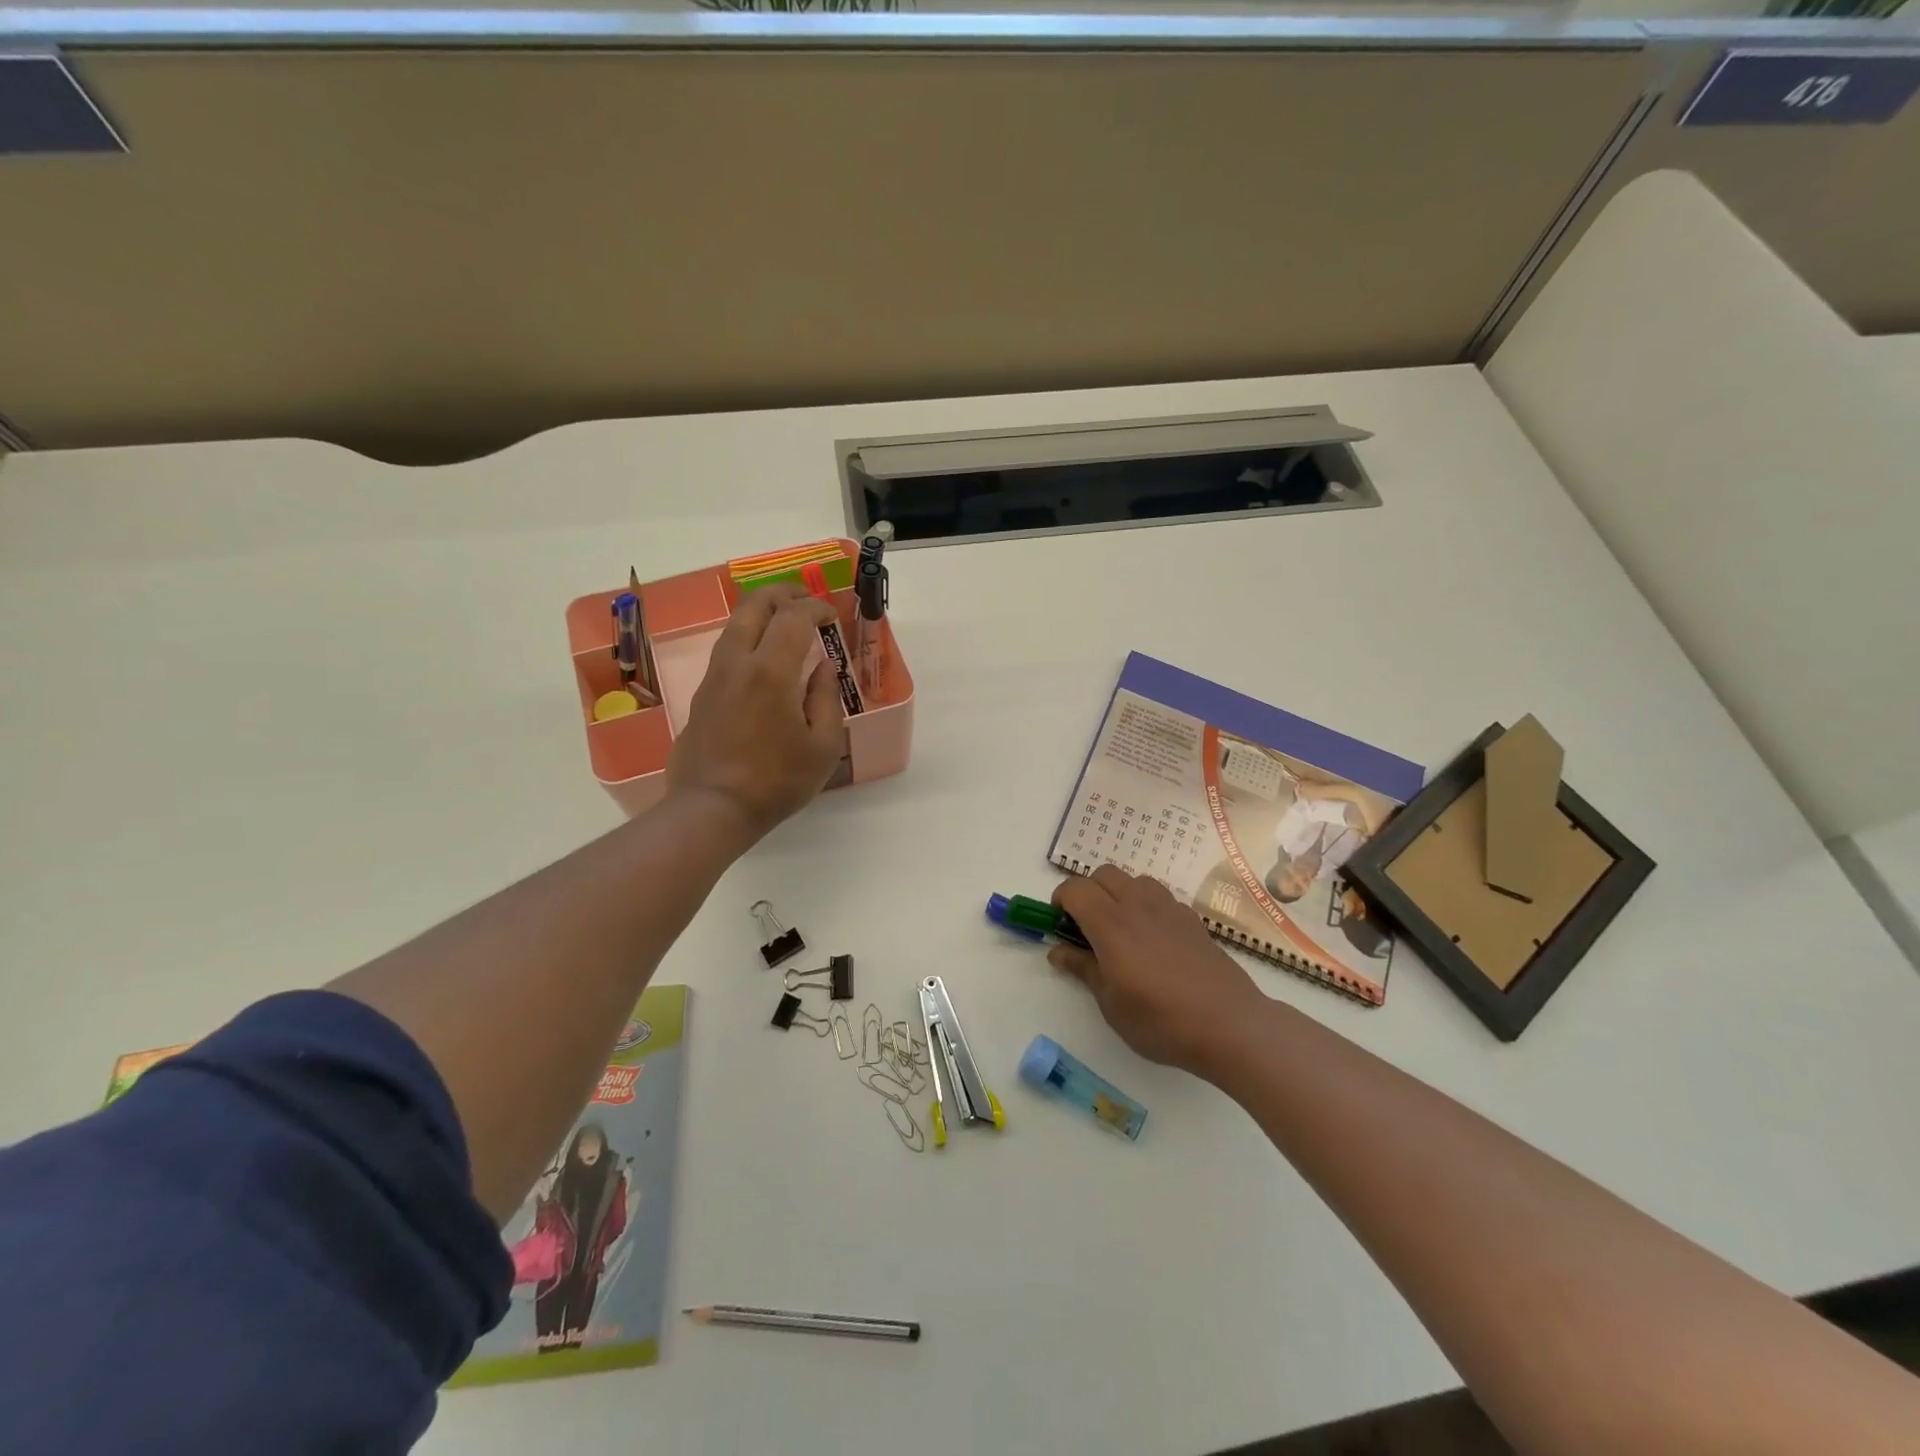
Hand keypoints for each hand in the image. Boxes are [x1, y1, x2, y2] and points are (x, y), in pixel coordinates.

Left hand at [665, 583, 844, 839]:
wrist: (712, 808)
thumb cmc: (777, 781)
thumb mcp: (823, 746)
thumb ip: (827, 698)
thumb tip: (824, 667)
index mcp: (770, 671)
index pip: (793, 617)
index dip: (815, 608)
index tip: (831, 615)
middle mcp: (737, 663)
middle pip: (753, 606)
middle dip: (782, 594)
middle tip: (805, 600)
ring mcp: (714, 677)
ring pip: (734, 625)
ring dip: (761, 614)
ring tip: (785, 622)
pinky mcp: (702, 694)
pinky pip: (727, 650)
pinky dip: (748, 638)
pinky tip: (763, 657)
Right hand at [1051, 865, 1269, 1077]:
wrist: (1229, 1024)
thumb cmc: (1160, 1019)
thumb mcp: (1110, 1003)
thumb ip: (1083, 969)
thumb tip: (1058, 951)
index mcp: (1111, 923)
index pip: (1075, 889)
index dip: (1060, 901)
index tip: (1060, 925)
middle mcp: (1138, 905)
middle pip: (1104, 874)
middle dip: (1088, 892)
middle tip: (1086, 927)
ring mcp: (1169, 908)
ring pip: (1133, 879)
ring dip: (1118, 894)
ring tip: (1119, 930)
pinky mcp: (1191, 919)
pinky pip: (1159, 896)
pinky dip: (1145, 906)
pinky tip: (1151, 940)